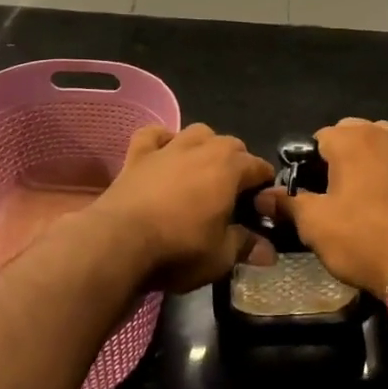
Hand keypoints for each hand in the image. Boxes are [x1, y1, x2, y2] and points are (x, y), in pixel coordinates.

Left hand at [87, 123, 273, 293]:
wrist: (119, 242)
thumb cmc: (179, 249)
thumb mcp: (220, 256)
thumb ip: (246, 246)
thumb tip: (268, 251)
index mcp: (230, 168)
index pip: (259, 167)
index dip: (264, 187)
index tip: (261, 208)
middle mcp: (203, 148)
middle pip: (231, 144)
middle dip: (238, 164)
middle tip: (233, 195)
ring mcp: (169, 147)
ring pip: (197, 132)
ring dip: (205, 146)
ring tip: (202, 170)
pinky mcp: (138, 154)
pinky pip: (153, 134)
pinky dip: (162, 140)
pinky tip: (163, 154)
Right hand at [255, 119, 387, 296]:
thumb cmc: (361, 238)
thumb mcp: (314, 224)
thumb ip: (286, 203)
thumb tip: (262, 196)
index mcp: (351, 138)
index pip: (316, 139)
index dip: (306, 165)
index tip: (305, 192)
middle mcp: (381, 133)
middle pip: (347, 135)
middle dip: (336, 157)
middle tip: (328, 195)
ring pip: (374, 144)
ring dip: (362, 160)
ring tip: (355, 195)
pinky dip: (386, 170)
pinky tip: (382, 199)